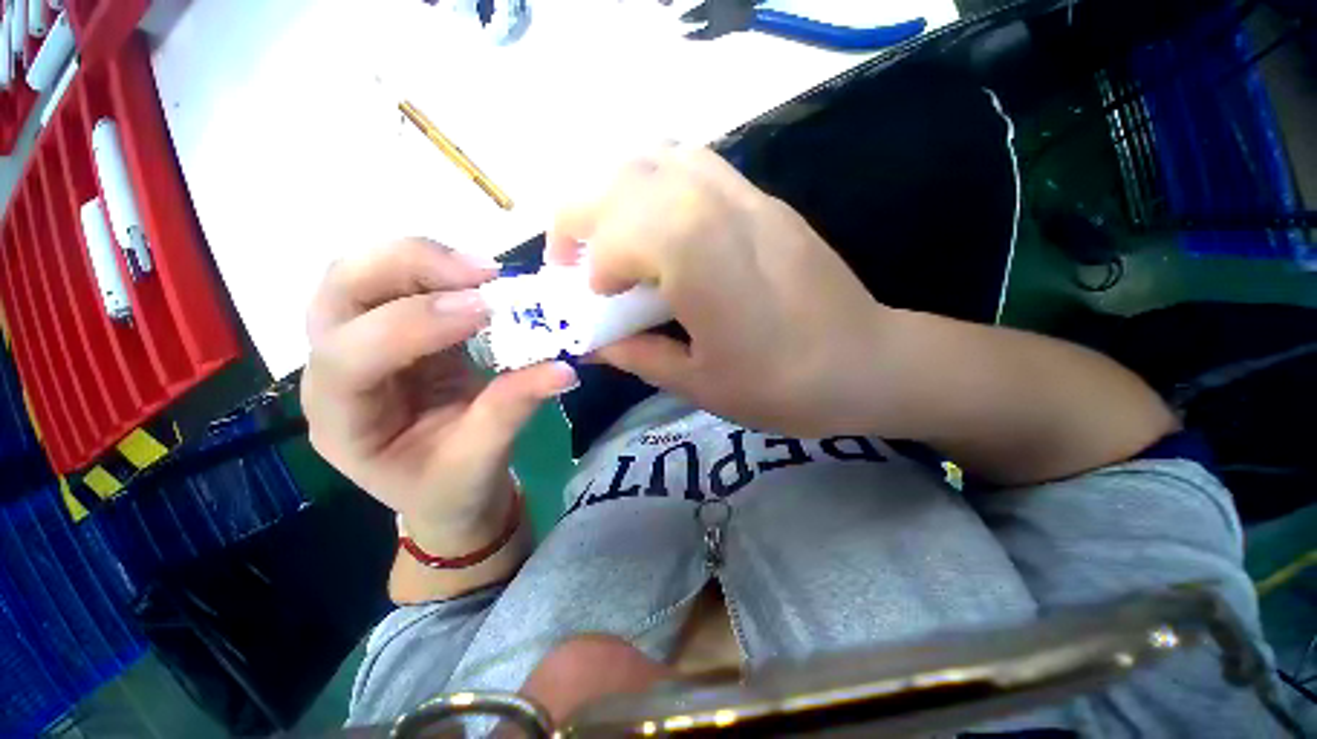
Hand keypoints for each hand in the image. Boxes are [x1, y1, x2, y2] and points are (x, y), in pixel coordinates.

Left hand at [301, 239, 577, 551]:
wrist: (446, 490)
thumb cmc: (452, 488)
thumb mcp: (481, 459)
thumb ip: (513, 409)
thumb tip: (563, 369)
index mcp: (340, 418)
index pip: (352, 355)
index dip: (417, 324)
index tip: (485, 309)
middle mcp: (331, 370)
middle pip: (340, 291)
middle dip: (409, 268)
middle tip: (481, 274)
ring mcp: (359, 340)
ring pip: (364, 272)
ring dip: (424, 260)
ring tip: (485, 273)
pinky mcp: (394, 329)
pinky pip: (402, 280)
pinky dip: (441, 271)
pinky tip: (480, 282)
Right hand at [548, 146, 892, 437]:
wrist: (866, 363)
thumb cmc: (782, 387)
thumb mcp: (700, 385)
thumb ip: (640, 356)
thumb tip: (594, 343)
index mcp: (704, 267)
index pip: (623, 234)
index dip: (596, 266)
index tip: (597, 300)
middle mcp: (721, 214)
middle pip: (629, 177)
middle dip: (582, 213)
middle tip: (574, 257)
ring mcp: (748, 198)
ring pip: (660, 158)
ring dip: (617, 191)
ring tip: (609, 235)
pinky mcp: (765, 201)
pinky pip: (695, 166)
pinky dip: (656, 184)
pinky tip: (655, 225)